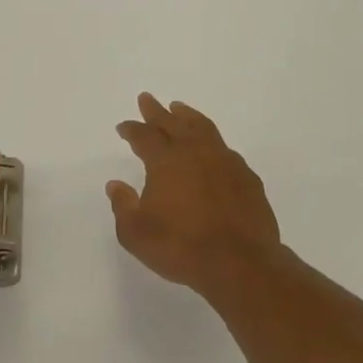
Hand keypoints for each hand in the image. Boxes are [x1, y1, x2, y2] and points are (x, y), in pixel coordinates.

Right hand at [107, 94, 285, 296]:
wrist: (241, 263)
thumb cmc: (181, 247)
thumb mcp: (136, 233)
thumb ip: (123, 206)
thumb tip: (116, 185)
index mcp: (165, 161)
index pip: (144, 136)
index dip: (132, 129)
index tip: (123, 127)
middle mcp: (195, 152)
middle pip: (172, 122)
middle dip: (157, 111)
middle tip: (147, 99)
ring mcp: (225, 161)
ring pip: (203, 128)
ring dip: (187, 116)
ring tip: (179, 108)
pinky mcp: (246, 177)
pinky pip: (224, 149)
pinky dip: (212, 141)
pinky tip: (211, 148)